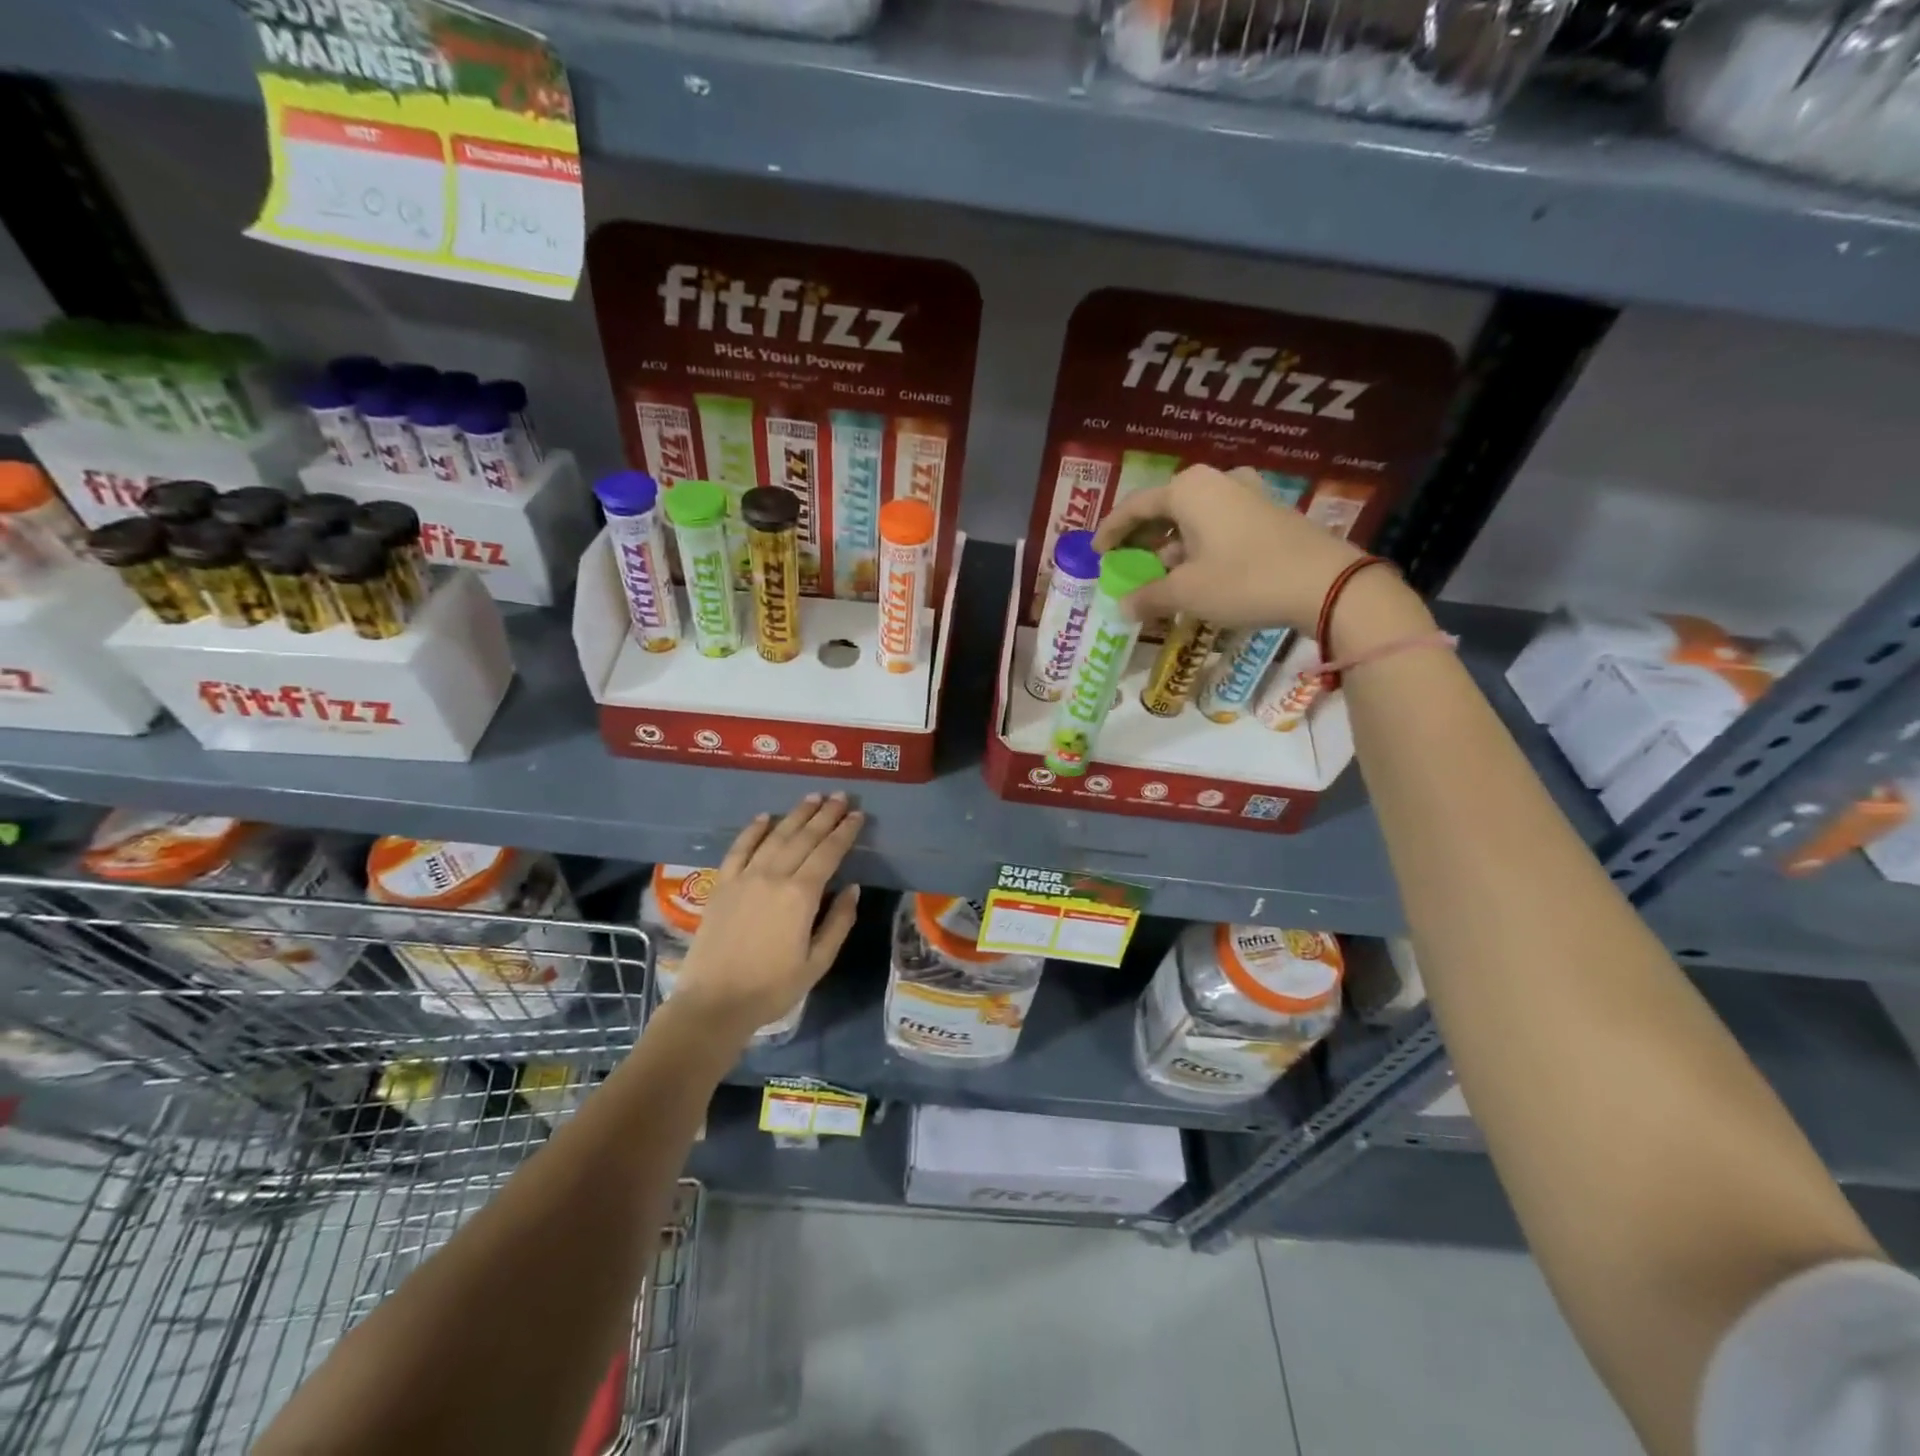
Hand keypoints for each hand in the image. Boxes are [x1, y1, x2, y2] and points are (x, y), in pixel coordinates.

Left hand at [672, 793, 862, 1038]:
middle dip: (825, 815)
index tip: (857, 814)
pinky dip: (753, 830)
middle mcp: (773, 876)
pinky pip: (739, 848)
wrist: (714, 1003)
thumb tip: (852, 888)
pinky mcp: (722, 884)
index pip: (829, 853)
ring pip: (775, 836)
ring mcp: (744, 877)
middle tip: (840, 796)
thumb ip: (838, 922)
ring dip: (796, 815)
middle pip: (804, 837)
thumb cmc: (772, 988)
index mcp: (801, 895)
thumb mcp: (818, 962)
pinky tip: (765, 817)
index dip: (845, 832)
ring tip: (812, 798)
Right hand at [1092, 465, 1370, 630]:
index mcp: (1189, 489)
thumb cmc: (1244, 580)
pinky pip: (1218, 525)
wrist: (1326, 583)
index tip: (1095, 552)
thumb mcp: (1187, 593)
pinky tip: (1195, 572)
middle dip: (1141, 538)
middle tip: (1124, 562)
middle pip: (1164, 509)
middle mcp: (1216, 481)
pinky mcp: (1268, 513)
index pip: (1134, 507)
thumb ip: (1148, 596)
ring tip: (1158, 574)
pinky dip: (1198, 546)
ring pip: (1193, 518)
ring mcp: (1247, 494)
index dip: (1110, 531)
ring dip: (1171, 546)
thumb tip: (1122, 606)